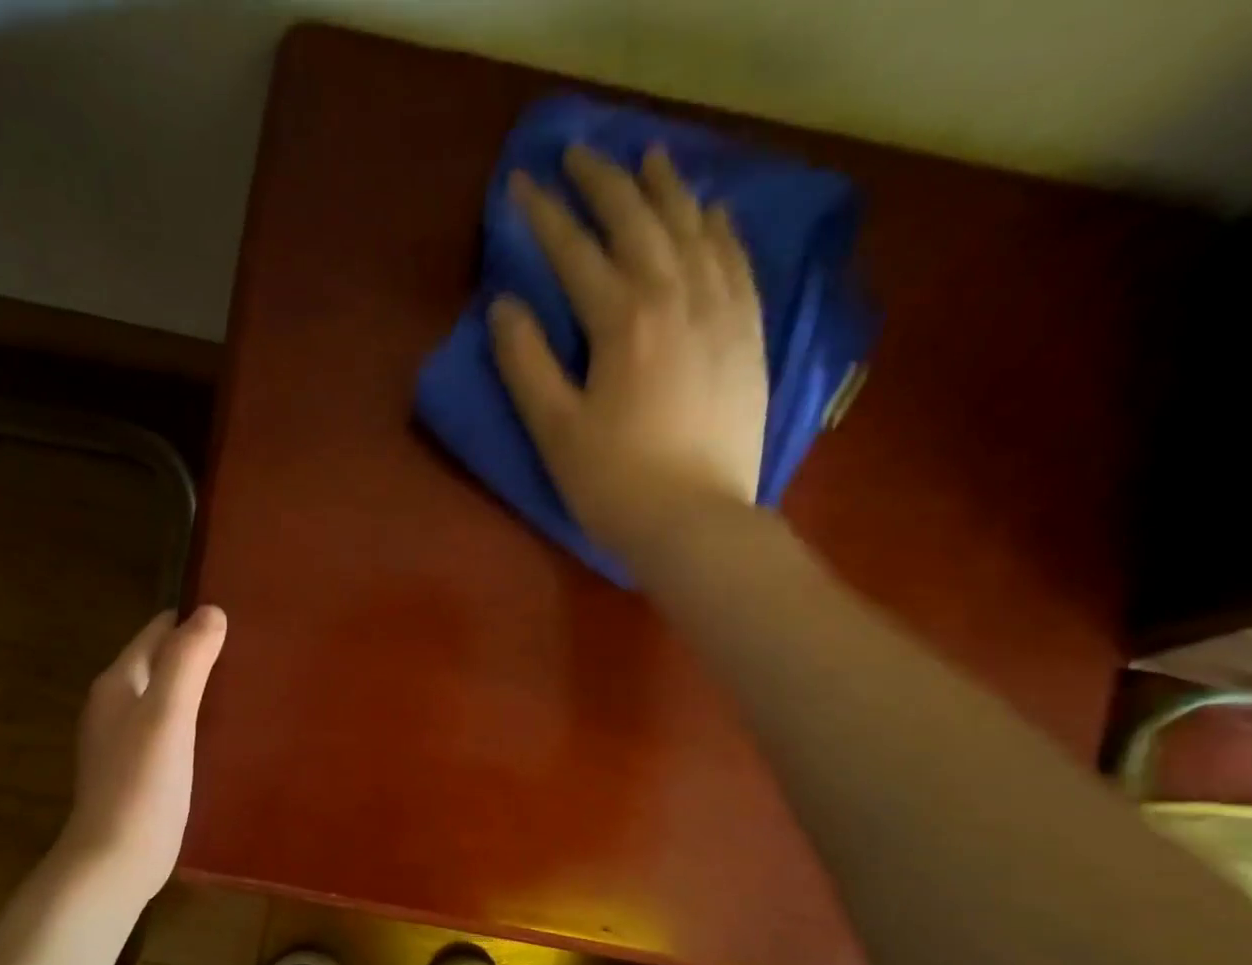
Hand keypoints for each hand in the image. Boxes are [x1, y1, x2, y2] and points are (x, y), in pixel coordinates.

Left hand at [57, 606, 226, 902]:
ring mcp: (125, 740)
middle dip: (198, 652)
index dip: (192, 620)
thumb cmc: (142, 784)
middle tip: (251, 651)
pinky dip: (193, 719)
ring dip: (198, 687)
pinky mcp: (140, 769)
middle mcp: (115, 705)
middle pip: (160, 662)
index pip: (156, 632)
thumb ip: (187, 661)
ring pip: (166, 696)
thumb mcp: (168, 715)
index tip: (238, 616)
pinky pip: (170, 727)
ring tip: (245, 685)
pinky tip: (222, 731)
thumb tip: (211, 611)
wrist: (117, 860)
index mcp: (118, 683)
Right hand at [491, 145, 768, 569]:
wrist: (696, 524)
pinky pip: (737, 261)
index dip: (545, 215)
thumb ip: (525, 364)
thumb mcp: (554, 430)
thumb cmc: (614, 485)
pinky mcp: (747, 336)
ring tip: (648, 159)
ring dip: (666, 188)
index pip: (576, 251)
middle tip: (579, 154)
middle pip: (638, 221)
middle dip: (604, 182)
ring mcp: (721, 312)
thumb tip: (504, 306)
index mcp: (623, 320)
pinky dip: (720, 228)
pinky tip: (711, 211)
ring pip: (693, 229)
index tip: (521, 184)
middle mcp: (677, 297)